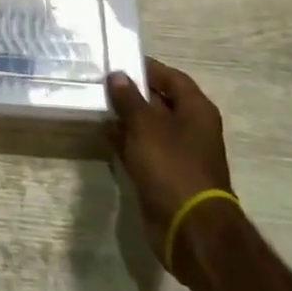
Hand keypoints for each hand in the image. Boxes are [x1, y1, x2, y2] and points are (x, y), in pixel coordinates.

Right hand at [107, 57, 234, 278]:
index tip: (118, 61)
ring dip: (125, 118)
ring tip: (95, 103)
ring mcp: (177, 154)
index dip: (146, 68)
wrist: (189, 229)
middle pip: (159, 101)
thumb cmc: (172, 166)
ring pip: (148, 127)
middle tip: (100, 81)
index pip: (171, 78)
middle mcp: (190, 128)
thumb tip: (116, 75)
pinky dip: (125, 141)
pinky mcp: (163, 175)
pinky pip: (142, 150)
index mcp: (196, 110)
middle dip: (131, 93)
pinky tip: (103, 133)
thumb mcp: (146, 126)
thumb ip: (129, 98)